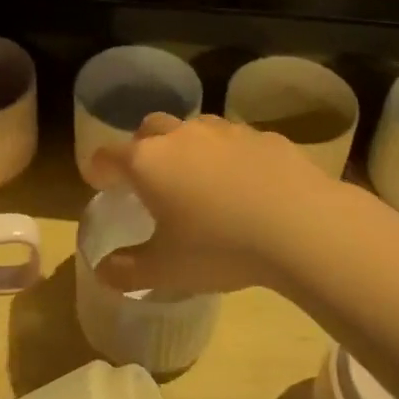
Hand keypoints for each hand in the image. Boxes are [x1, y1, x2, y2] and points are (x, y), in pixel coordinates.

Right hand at [90, 113, 349, 296]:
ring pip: (193, 128)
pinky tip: (244, 184)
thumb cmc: (220, 246)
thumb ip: (127, 269)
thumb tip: (102, 270)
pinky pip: (234, 140)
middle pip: (149, 129)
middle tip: (149, 179)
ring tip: (199, 180)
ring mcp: (224, 130)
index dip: (99, 169)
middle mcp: (181, 135)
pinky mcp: (262, 135)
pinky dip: (228, 156)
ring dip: (187, 147)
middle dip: (142, 148)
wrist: (299, 224)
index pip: (108, 155)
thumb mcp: (167, 269)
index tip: (99, 182)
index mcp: (148, 162)